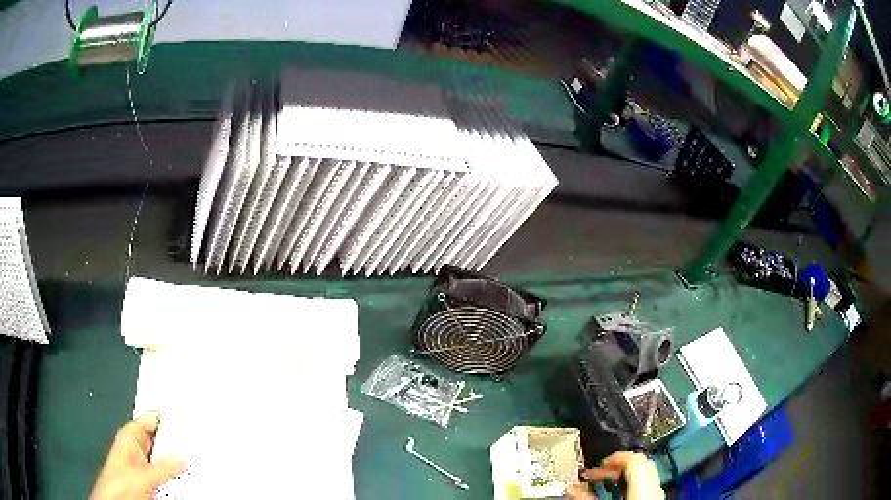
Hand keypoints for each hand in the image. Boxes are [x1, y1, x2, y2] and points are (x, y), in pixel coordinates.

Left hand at [90, 413, 185, 499]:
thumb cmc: (117, 486)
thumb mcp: (142, 475)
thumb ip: (163, 466)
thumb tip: (182, 457)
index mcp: (129, 436)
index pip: (152, 419)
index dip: (168, 418)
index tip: (187, 419)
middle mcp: (136, 448)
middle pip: (161, 439)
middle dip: (176, 442)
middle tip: (195, 442)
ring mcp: (143, 466)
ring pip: (165, 458)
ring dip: (177, 460)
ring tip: (194, 459)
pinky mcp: (149, 480)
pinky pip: (167, 474)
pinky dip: (176, 474)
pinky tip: (185, 475)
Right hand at [565, 451, 663, 499]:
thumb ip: (586, 499)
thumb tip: (570, 489)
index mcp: (643, 488)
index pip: (634, 459)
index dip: (615, 457)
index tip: (597, 464)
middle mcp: (654, 489)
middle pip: (640, 465)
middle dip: (616, 467)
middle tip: (596, 475)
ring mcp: (656, 496)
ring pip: (644, 475)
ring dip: (623, 477)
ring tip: (603, 485)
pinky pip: (646, 487)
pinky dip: (630, 486)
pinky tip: (615, 496)